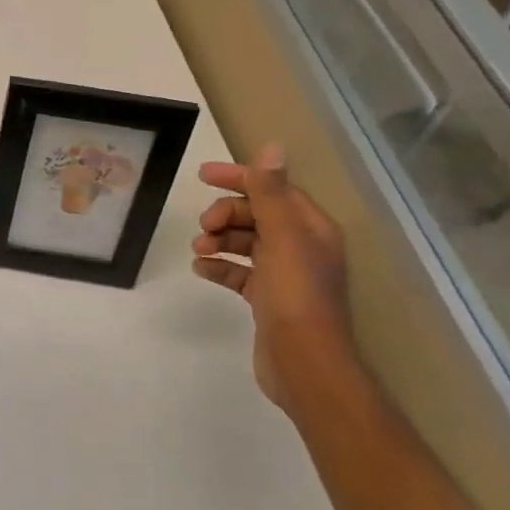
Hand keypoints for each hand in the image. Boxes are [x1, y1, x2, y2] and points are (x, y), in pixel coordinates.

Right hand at [190, 142, 354, 413]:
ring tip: (199, 249)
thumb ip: (271, 192)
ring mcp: (285, 275)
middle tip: (204, 226)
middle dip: (226, 214)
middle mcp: (301, 247)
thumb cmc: (296, 296)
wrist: (305, 365)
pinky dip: (219, 267)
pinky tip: (200, 269)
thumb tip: (272, 145)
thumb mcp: (283, 237)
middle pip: (257, 215)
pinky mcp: (268, 300)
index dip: (240, 178)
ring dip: (219, 239)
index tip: (204, 175)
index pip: (273, 190)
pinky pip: (239, 273)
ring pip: (245, 243)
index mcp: (311, 229)